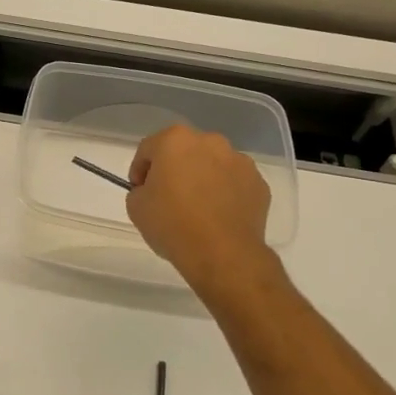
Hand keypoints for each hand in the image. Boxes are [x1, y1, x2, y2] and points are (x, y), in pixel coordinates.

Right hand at [126, 124, 275, 295]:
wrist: (222, 254)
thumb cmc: (172, 224)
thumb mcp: (136, 206)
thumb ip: (140, 189)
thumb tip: (153, 190)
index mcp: (175, 140)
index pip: (148, 149)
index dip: (139, 171)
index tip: (139, 191)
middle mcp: (210, 142)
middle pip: (184, 151)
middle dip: (174, 169)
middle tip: (167, 198)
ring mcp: (240, 161)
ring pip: (212, 165)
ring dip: (202, 179)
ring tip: (196, 209)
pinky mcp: (259, 184)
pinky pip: (234, 184)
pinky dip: (225, 194)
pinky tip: (217, 217)